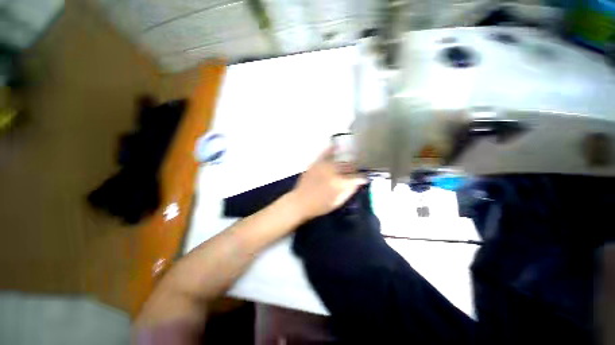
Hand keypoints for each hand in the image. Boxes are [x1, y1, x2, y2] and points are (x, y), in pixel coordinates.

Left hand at [288, 147, 366, 221]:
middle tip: (357, 169)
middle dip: (355, 167)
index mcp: (340, 183)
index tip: (364, 178)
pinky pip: (325, 153)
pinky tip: (336, 144)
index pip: (357, 177)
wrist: (300, 202)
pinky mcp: (316, 163)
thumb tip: (358, 182)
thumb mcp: (337, 202)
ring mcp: (324, 166)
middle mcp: (333, 171)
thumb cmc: (320, 205)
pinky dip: (331, 148)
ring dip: (347, 159)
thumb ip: (349, 191)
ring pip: (339, 160)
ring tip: (352, 157)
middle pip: (349, 166)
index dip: (362, 178)